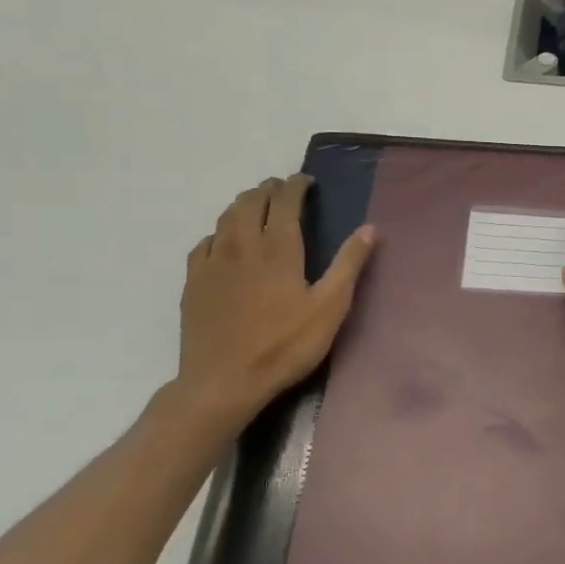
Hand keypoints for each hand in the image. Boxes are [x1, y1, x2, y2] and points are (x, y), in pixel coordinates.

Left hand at [175, 174, 375, 417]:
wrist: (224, 382)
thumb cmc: (285, 345)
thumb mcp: (330, 307)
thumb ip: (349, 264)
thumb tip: (370, 228)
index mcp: (278, 248)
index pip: (285, 201)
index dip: (296, 185)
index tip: (307, 181)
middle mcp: (242, 245)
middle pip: (251, 202)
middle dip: (268, 189)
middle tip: (283, 189)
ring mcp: (213, 263)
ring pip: (225, 217)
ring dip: (243, 204)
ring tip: (257, 205)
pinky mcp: (195, 282)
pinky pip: (205, 243)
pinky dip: (219, 232)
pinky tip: (224, 242)